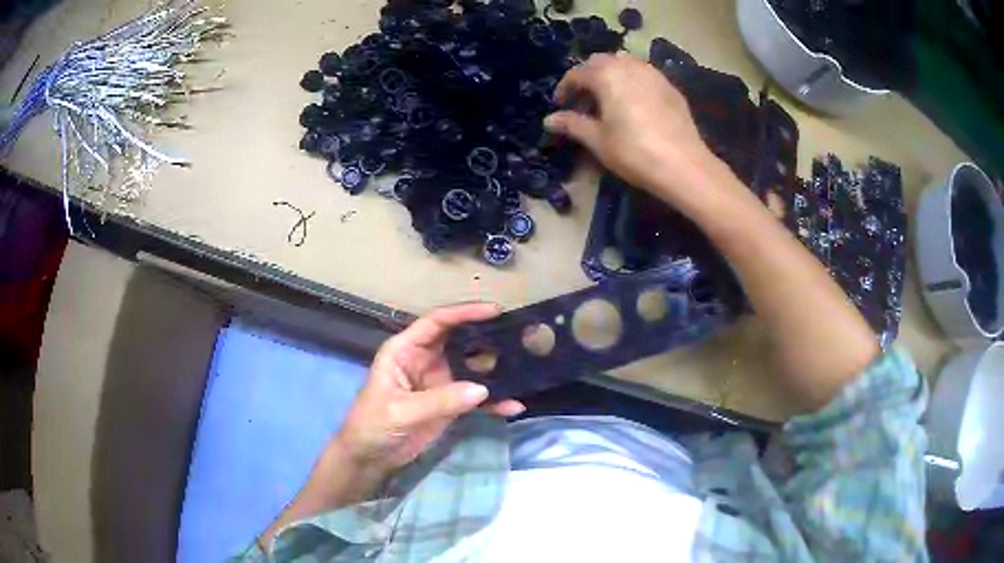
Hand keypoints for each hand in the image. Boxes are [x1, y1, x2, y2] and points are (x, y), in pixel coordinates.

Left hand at [332, 303, 524, 475]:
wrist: (370, 457)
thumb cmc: (372, 424)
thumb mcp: (401, 411)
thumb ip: (440, 400)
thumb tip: (483, 389)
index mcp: (406, 349)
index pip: (437, 322)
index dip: (464, 313)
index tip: (494, 310)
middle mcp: (426, 360)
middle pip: (460, 340)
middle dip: (487, 336)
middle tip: (519, 335)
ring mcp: (440, 382)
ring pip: (473, 368)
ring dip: (496, 369)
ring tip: (525, 367)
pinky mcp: (450, 404)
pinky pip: (476, 398)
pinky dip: (494, 401)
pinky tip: (513, 406)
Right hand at [545, 53, 737, 209]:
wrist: (684, 165)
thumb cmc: (634, 151)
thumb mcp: (597, 140)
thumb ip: (572, 124)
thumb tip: (549, 120)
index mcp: (606, 75)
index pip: (577, 73)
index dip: (565, 88)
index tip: (560, 105)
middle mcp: (629, 66)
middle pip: (600, 61)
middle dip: (587, 77)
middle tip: (583, 101)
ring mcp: (653, 74)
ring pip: (624, 63)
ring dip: (610, 76)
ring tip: (608, 100)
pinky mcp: (670, 87)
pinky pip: (643, 74)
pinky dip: (631, 82)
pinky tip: (634, 104)